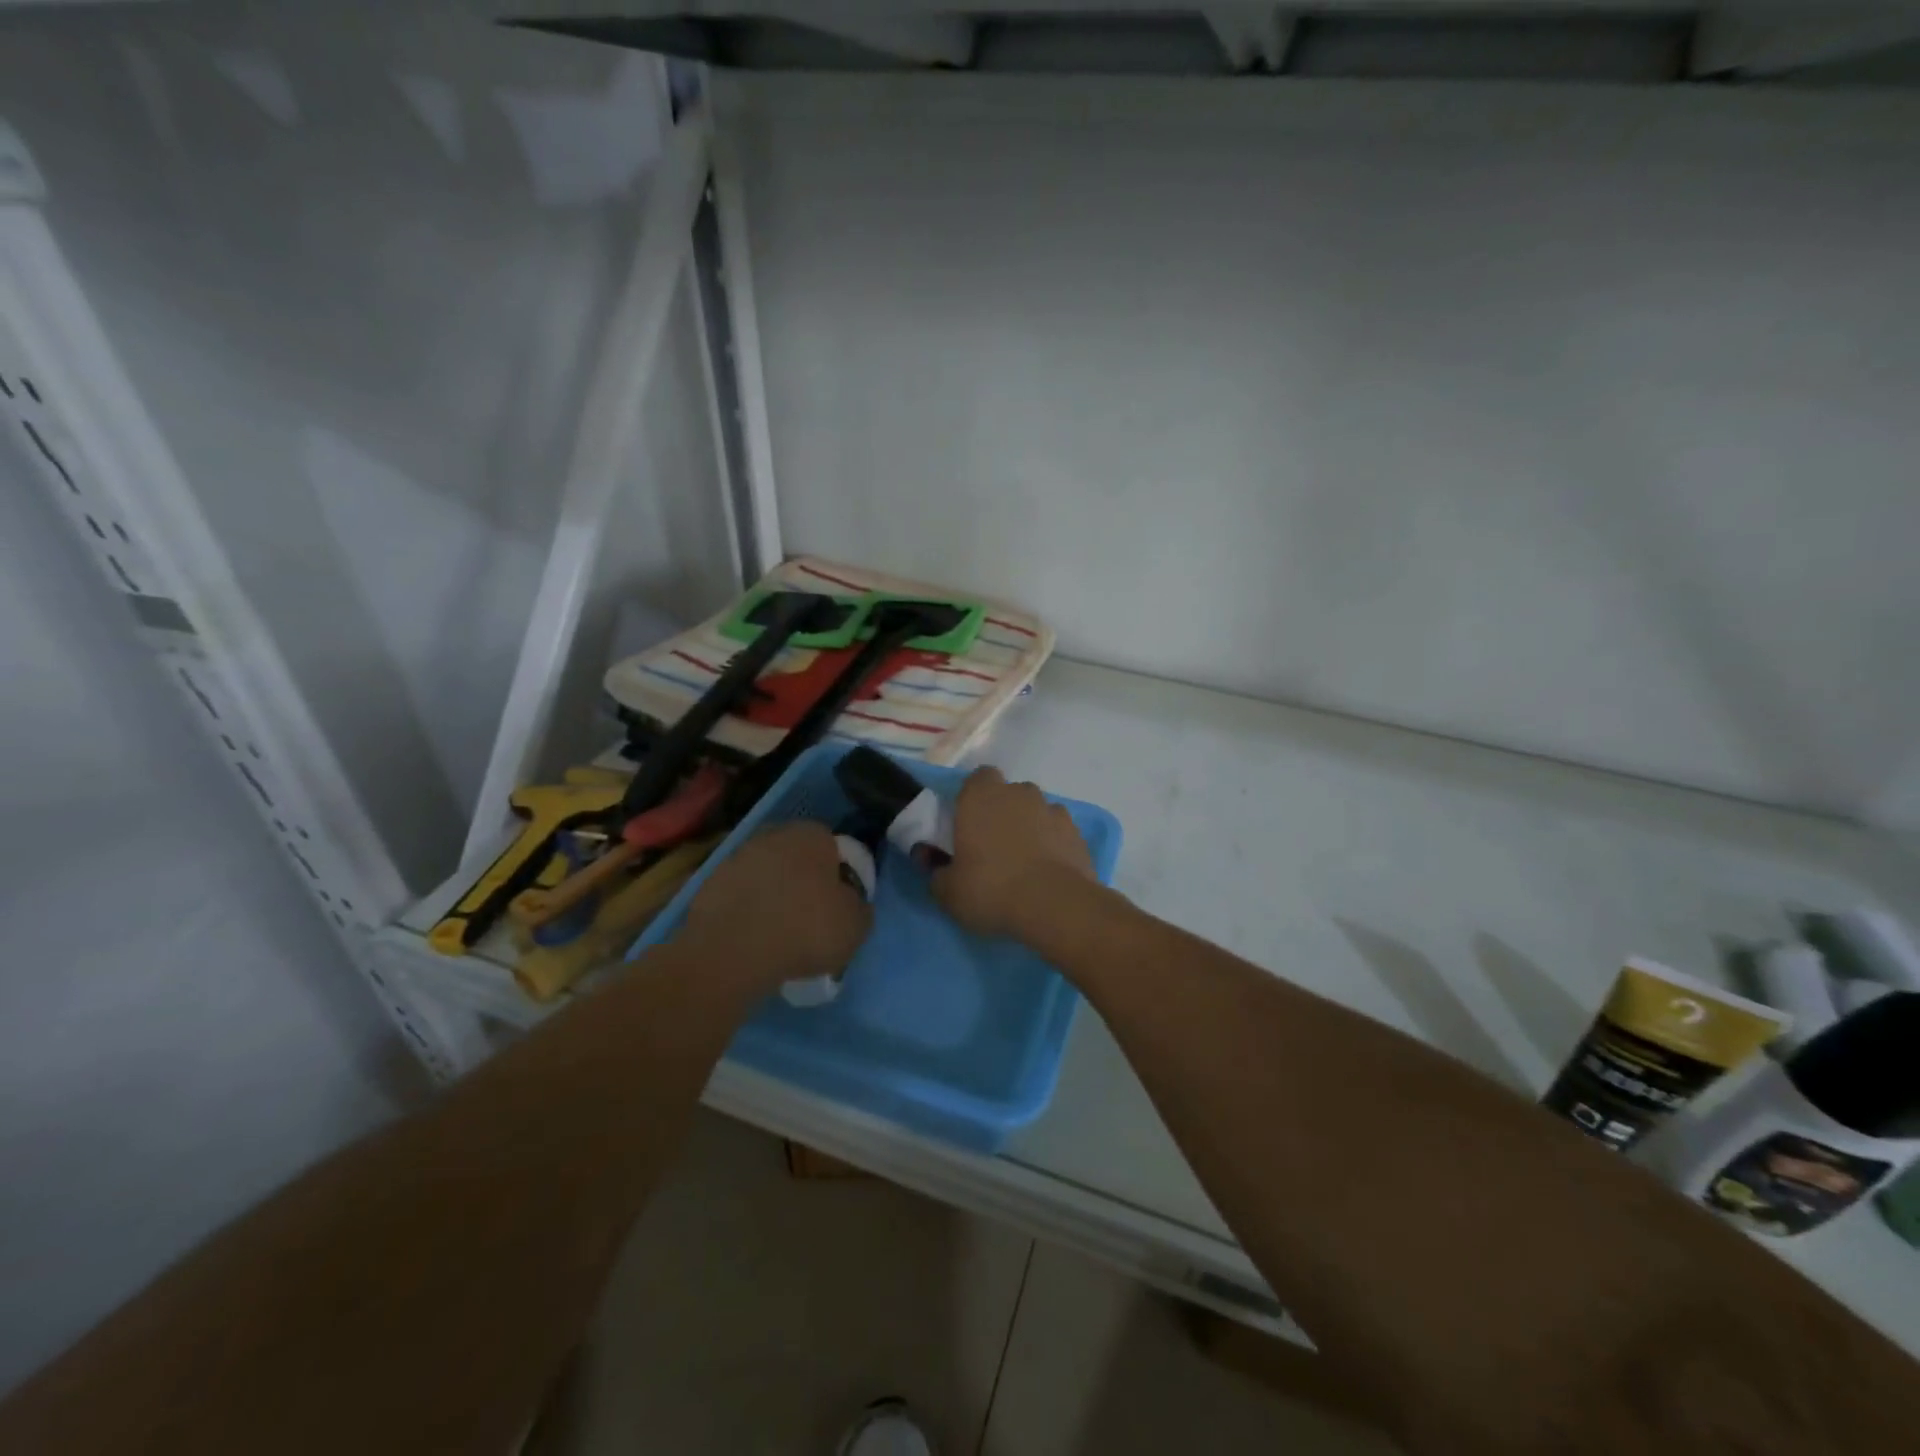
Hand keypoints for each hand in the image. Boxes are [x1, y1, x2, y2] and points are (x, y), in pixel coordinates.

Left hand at [684, 822, 872, 992]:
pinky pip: (740, 897)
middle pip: (797, 858)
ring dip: (773, 896)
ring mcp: (736, 858)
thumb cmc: (806, 929)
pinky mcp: (709, 885)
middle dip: (803, 882)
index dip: (839, 876)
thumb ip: (859, 906)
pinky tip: (753, 939)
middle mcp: (773, 835)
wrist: (733, 952)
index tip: (839, 905)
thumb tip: (852, 903)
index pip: (833, 847)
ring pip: (766, 876)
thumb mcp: (856, 924)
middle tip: (811, 918)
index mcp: (812, 835)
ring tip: (780, 934)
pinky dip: (747, 912)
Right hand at [932, 767, 1095, 940]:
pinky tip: (1047, 872)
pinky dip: (1052, 845)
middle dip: (1001, 813)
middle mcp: (1019, 793)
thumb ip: (937, 873)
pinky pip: (1058, 832)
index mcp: (981, 796)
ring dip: (1029, 828)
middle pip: (1008, 794)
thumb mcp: (948, 892)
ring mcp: (1052, 810)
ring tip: (1023, 863)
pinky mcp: (1077, 833)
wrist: (1055, 906)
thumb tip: (936, 866)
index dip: (972, 798)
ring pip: (1035, 811)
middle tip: (992, 848)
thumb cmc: (991, 889)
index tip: (967, 825)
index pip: (977, 779)